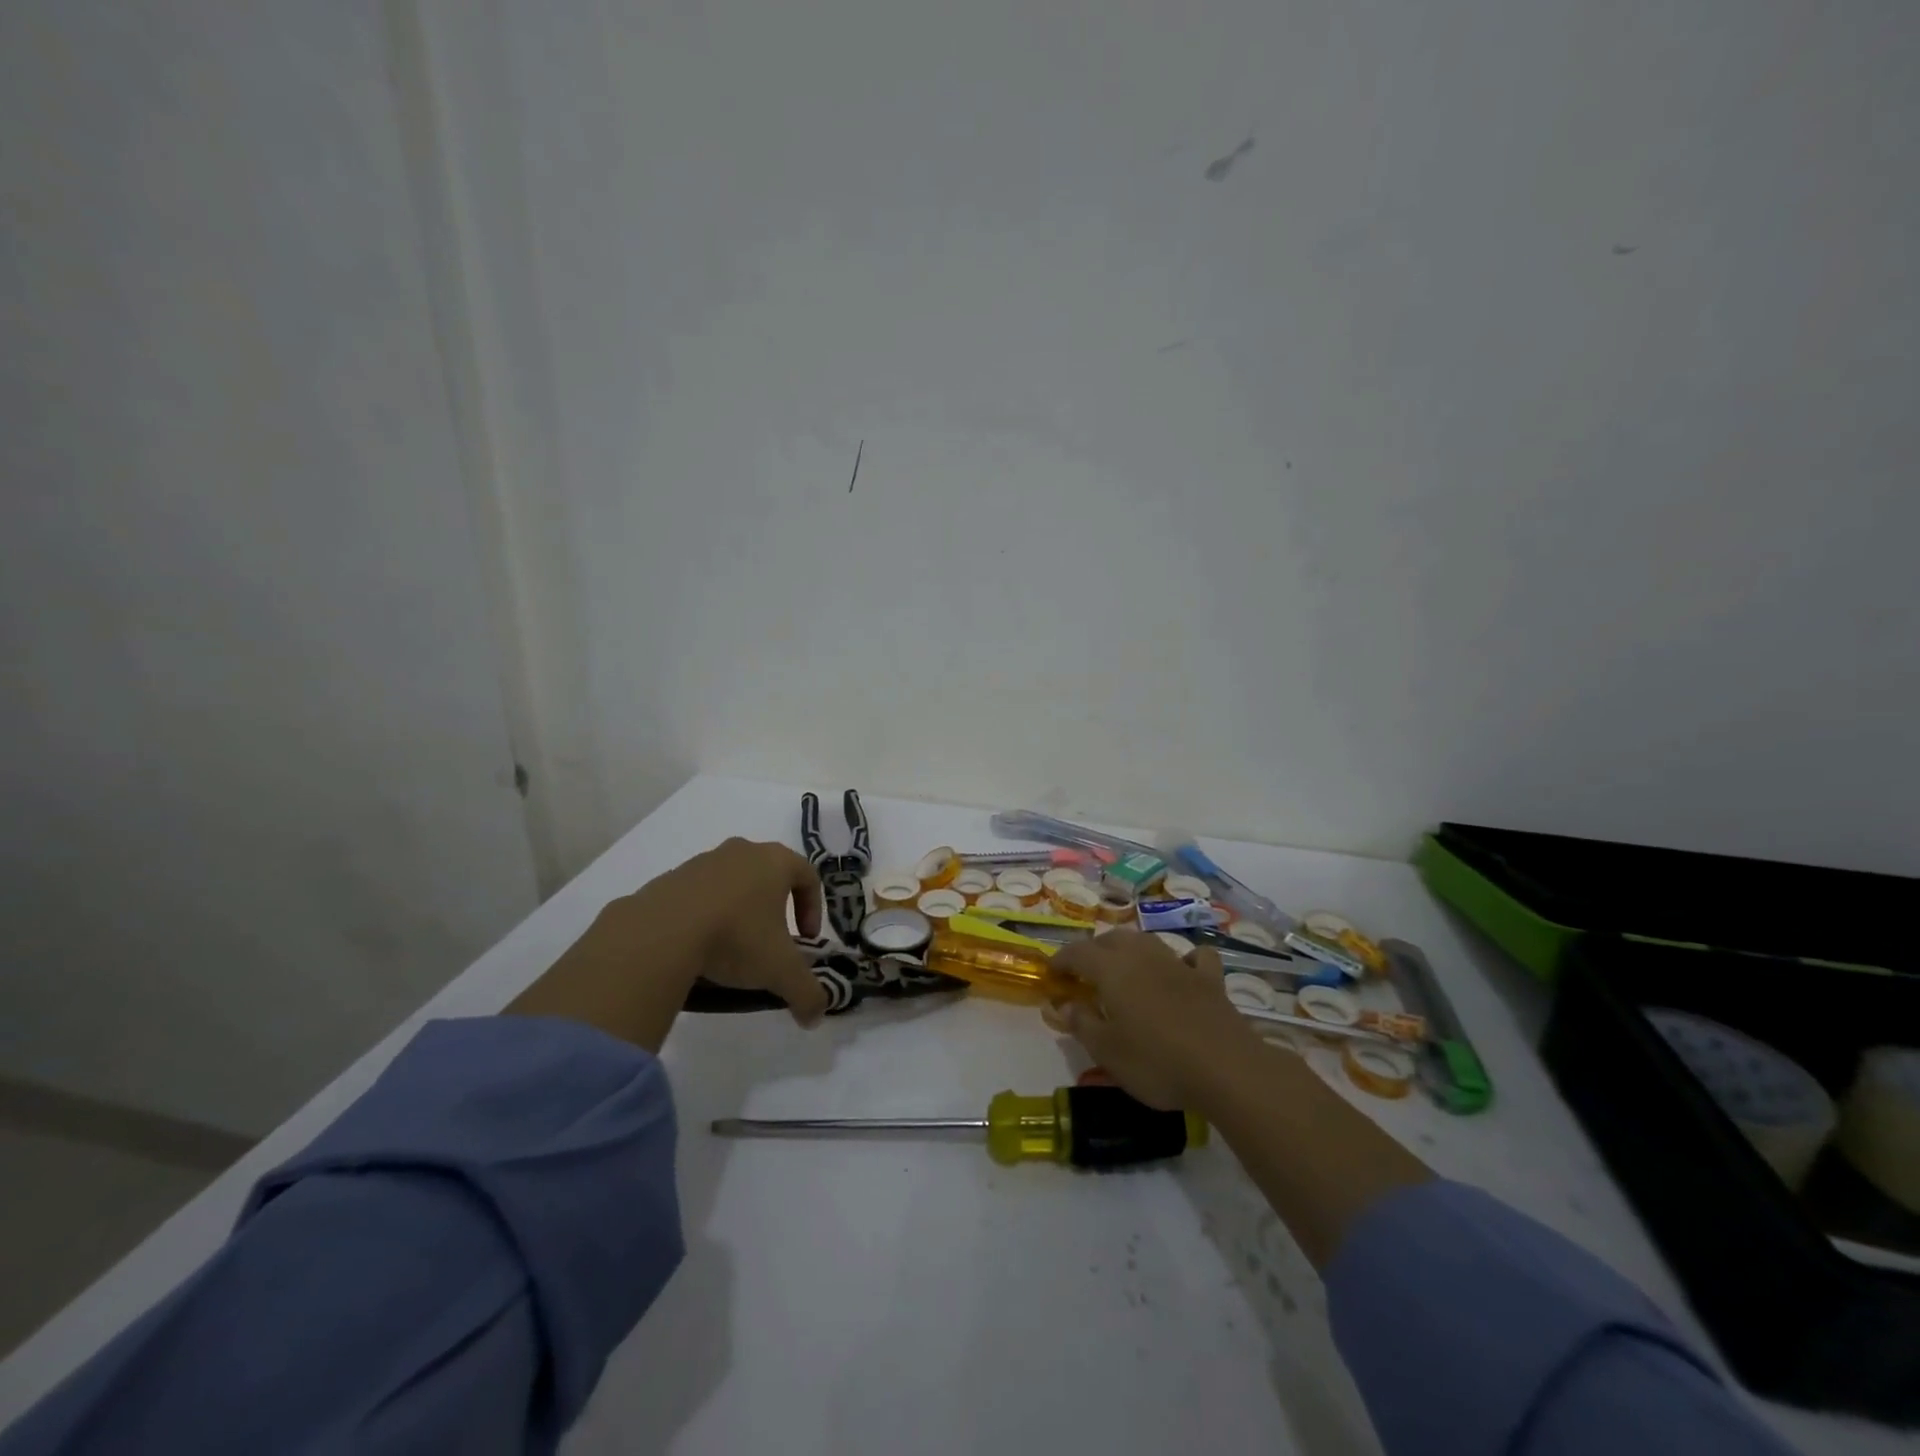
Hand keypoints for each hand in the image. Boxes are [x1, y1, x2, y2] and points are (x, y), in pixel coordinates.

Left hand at [645, 837, 828, 1024]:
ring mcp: (702, 861)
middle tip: (771, 943)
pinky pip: (698, 896)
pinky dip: (705, 916)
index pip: (808, 876)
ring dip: (738, 911)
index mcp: (775, 861)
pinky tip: (698, 948)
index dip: (813, 909)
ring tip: (731, 949)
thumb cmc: (735, 938)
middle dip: (775, 909)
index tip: (805, 940)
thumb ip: (807, 993)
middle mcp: (742, 851)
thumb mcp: (780, 971)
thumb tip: (816, 1016)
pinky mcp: (669, 878)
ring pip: (732, 884)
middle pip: (769, 876)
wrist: (659, 933)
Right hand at [1042, 931, 1261, 1109]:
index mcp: (1112, 970)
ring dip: (1131, 948)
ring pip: (1148, 941)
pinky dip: (1185, 959)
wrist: (1226, 1068)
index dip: (1062, 960)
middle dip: (1094, 951)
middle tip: (1085, 973)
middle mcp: (1143, 956)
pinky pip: (1195, 957)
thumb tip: (1063, 1004)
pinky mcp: (1210, 979)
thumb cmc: (1156, 1061)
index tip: (1052, 974)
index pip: (1078, 952)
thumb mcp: (1107, 1051)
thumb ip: (1081, 1023)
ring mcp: (1179, 964)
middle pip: (1112, 939)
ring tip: (1124, 967)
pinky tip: (1183, 969)